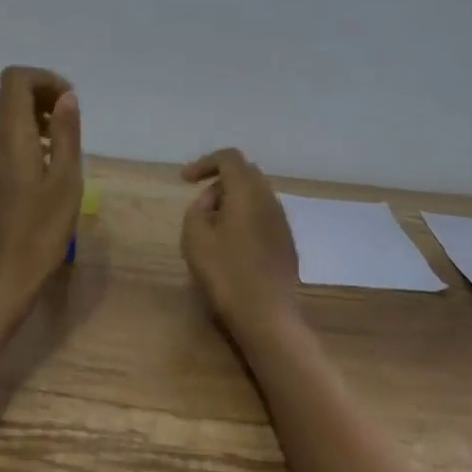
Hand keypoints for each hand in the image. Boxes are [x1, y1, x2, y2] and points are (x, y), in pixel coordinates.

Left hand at [0, 66, 83, 300]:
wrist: (2, 279)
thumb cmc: (41, 231)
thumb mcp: (66, 180)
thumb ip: (66, 133)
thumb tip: (67, 97)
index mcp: (9, 136)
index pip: (15, 79)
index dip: (45, 79)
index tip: (70, 103)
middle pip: (9, 96)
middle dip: (42, 97)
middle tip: (71, 123)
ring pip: (5, 119)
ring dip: (34, 119)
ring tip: (62, 146)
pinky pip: (1, 142)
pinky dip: (24, 139)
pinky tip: (45, 168)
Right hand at [180, 148, 299, 337]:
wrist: (266, 314)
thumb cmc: (225, 272)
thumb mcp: (195, 236)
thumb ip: (198, 208)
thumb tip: (213, 201)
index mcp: (247, 191)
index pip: (229, 158)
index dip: (204, 162)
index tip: (184, 180)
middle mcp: (269, 199)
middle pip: (244, 174)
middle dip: (219, 183)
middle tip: (199, 207)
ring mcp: (282, 221)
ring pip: (255, 196)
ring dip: (232, 203)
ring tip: (212, 230)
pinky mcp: (286, 242)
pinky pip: (262, 216)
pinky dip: (244, 219)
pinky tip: (232, 246)